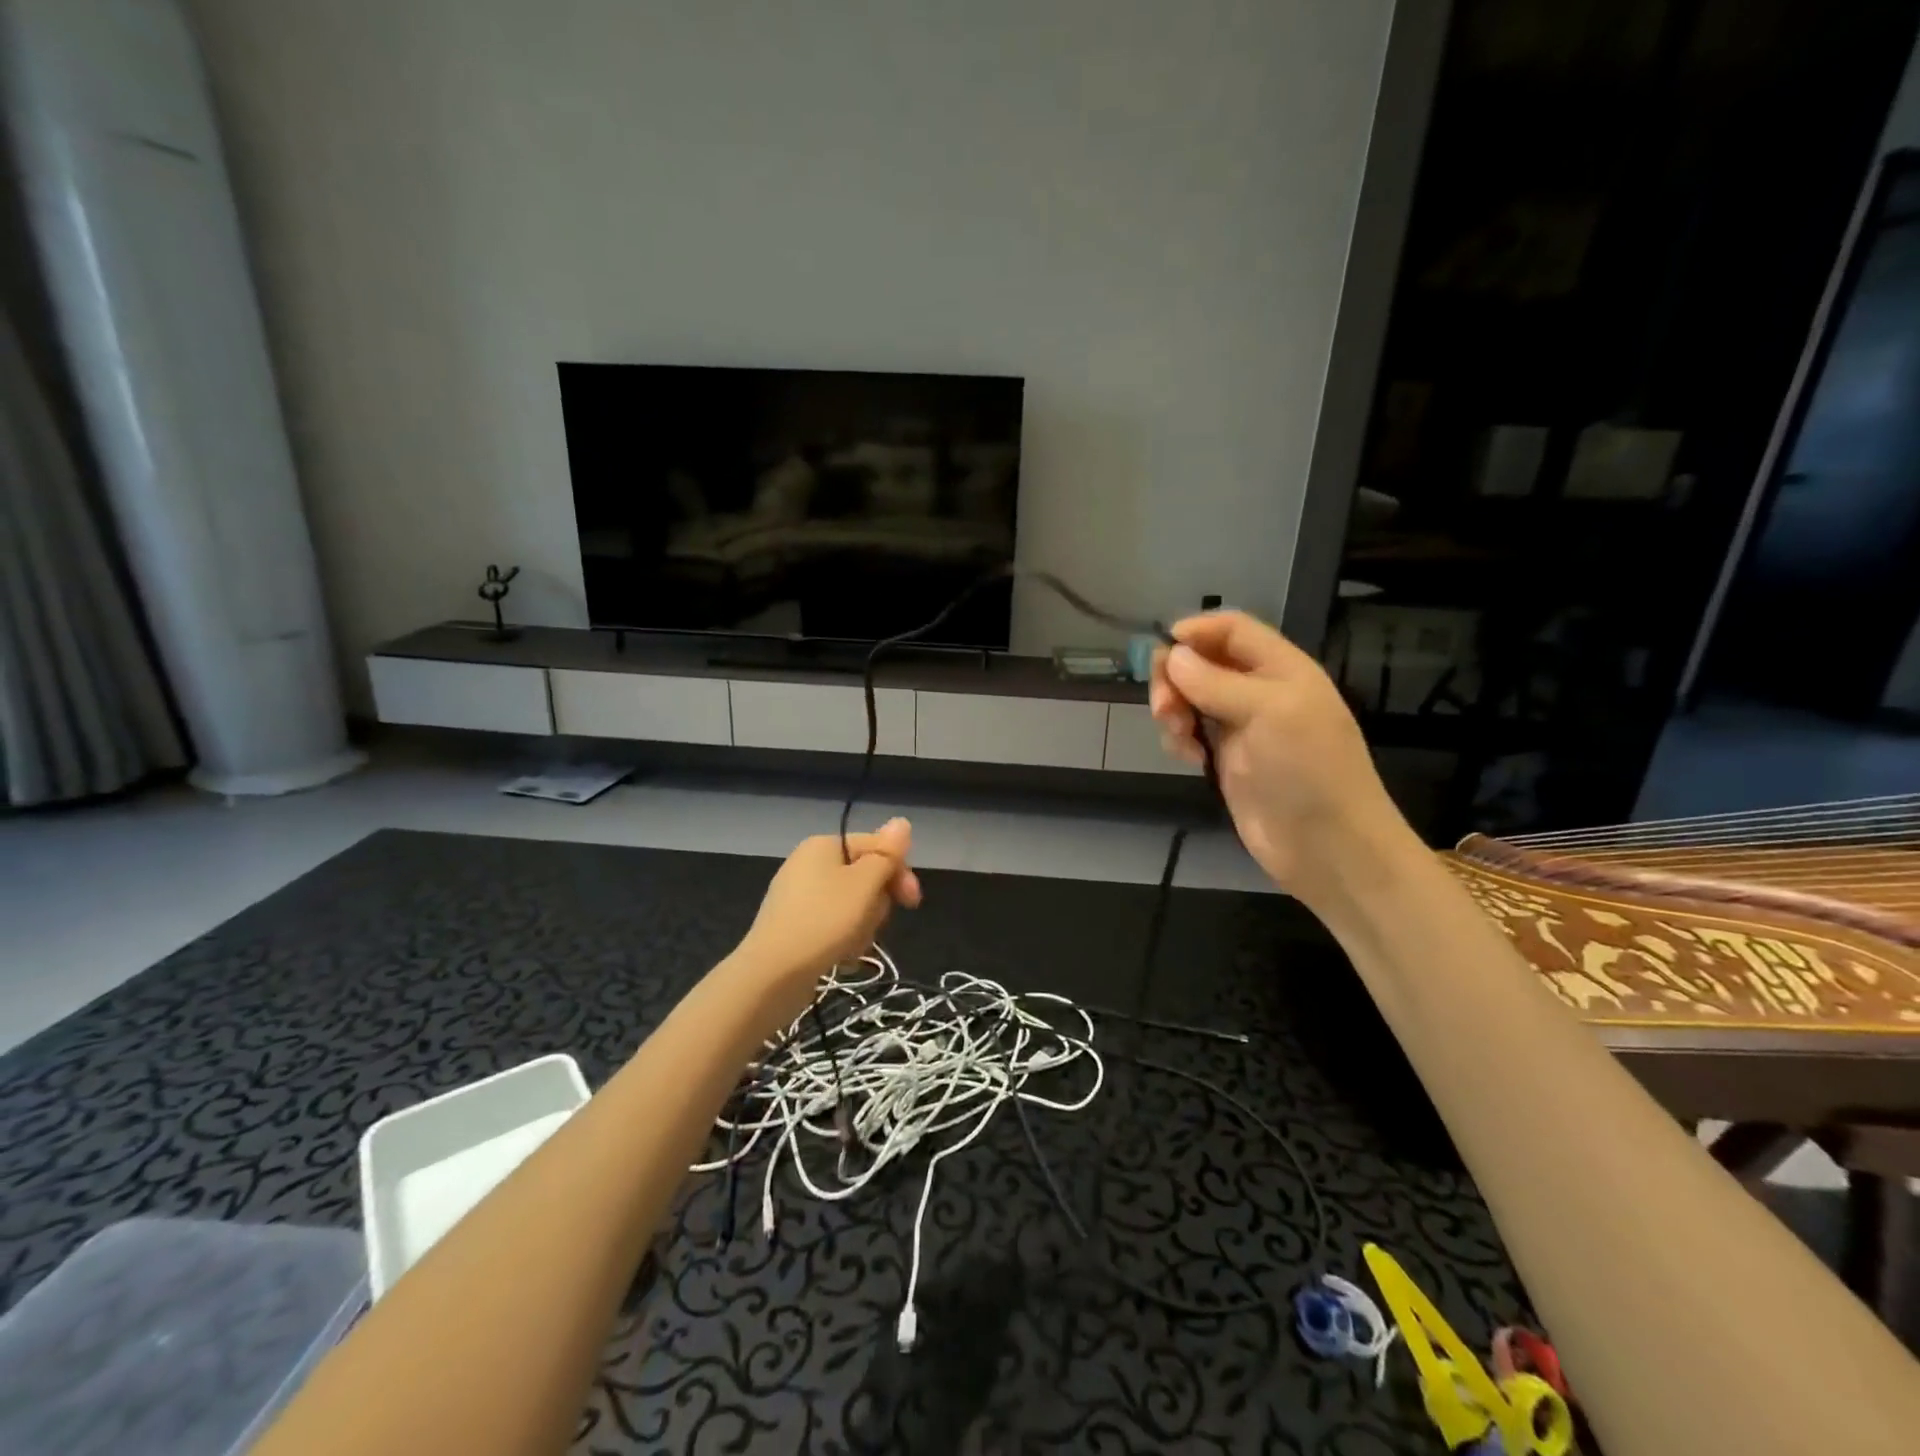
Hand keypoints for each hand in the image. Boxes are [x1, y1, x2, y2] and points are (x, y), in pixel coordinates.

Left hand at [734, 818, 921, 1021]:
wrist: (772, 974)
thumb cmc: (824, 920)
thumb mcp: (864, 884)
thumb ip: (886, 853)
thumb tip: (902, 821)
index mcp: (824, 845)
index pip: (876, 846)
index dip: (899, 871)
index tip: (912, 902)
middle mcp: (808, 863)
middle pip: (864, 876)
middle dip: (877, 902)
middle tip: (875, 924)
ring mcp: (799, 896)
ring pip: (852, 904)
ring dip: (863, 925)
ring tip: (854, 944)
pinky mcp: (794, 925)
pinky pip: (832, 924)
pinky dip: (843, 939)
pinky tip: (842, 957)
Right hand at [1149, 611, 1413, 904]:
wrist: (1328, 846)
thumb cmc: (1307, 770)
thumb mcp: (1268, 712)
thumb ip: (1216, 681)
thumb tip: (1172, 655)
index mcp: (1281, 668)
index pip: (1231, 630)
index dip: (1195, 632)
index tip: (1160, 649)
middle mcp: (1259, 691)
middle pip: (1202, 662)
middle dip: (1175, 678)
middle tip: (1163, 708)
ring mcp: (1242, 727)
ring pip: (1191, 698)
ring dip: (1174, 710)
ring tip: (1178, 738)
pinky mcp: (1227, 760)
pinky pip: (1191, 734)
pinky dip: (1179, 739)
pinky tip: (1186, 758)